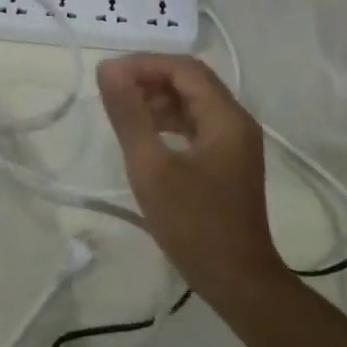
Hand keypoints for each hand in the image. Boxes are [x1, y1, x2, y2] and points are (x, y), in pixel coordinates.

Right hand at [96, 54, 283, 294]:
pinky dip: (170, 121)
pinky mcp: (229, 161)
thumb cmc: (194, 225)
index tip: (108, 76)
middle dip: (150, 78)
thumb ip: (130, 115)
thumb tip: (108, 70)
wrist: (238, 282)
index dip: (144, 64)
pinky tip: (146, 134)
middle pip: (191, 81)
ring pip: (194, 102)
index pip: (184, 68)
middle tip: (112, 91)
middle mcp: (236, 121)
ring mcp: (235, 142)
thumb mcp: (152, 168)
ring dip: (159, 99)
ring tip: (122, 111)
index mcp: (225, 117)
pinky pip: (197, 125)